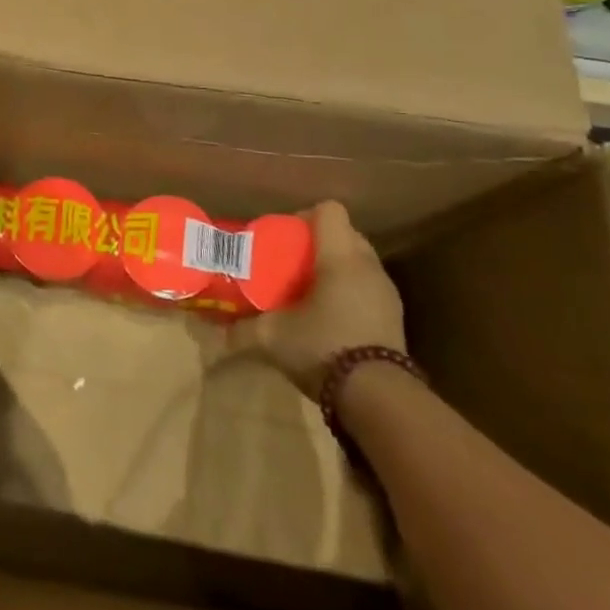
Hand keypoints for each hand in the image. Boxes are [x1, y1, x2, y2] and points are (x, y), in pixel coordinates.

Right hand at [232, 201, 403, 395]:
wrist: (379, 398)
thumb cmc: (323, 347)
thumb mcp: (272, 337)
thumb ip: (241, 330)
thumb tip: (214, 335)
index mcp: (340, 258)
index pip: (330, 211)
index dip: (305, 216)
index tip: (285, 237)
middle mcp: (368, 266)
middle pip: (347, 234)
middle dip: (320, 242)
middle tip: (293, 262)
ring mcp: (386, 292)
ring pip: (360, 261)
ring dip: (337, 267)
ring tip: (310, 289)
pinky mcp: (395, 317)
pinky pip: (368, 286)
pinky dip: (350, 289)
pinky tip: (330, 314)